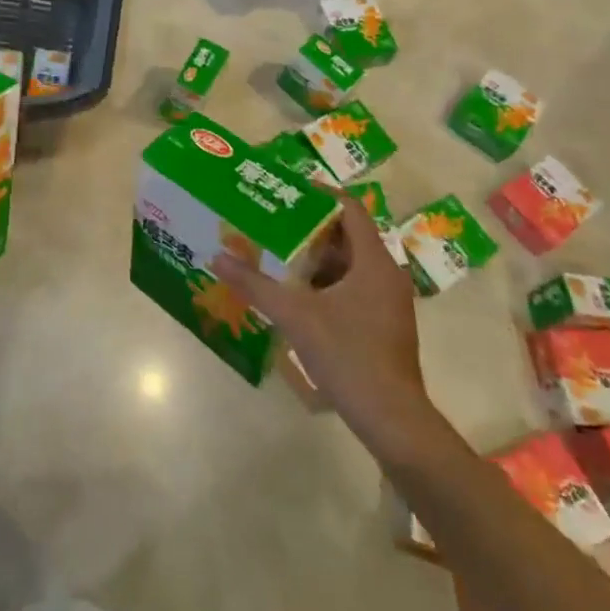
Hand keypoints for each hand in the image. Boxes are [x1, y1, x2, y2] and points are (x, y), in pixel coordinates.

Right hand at [212, 189, 435, 445]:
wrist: (392, 420)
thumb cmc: (349, 356)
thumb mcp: (295, 316)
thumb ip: (255, 284)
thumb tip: (217, 257)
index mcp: (373, 261)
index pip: (349, 208)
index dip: (318, 193)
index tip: (285, 190)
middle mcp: (385, 274)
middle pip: (346, 234)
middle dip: (308, 226)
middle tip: (270, 220)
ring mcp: (387, 301)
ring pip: (348, 263)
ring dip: (314, 257)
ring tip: (275, 252)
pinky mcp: (383, 323)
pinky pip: (351, 286)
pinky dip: (324, 282)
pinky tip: (294, 294)